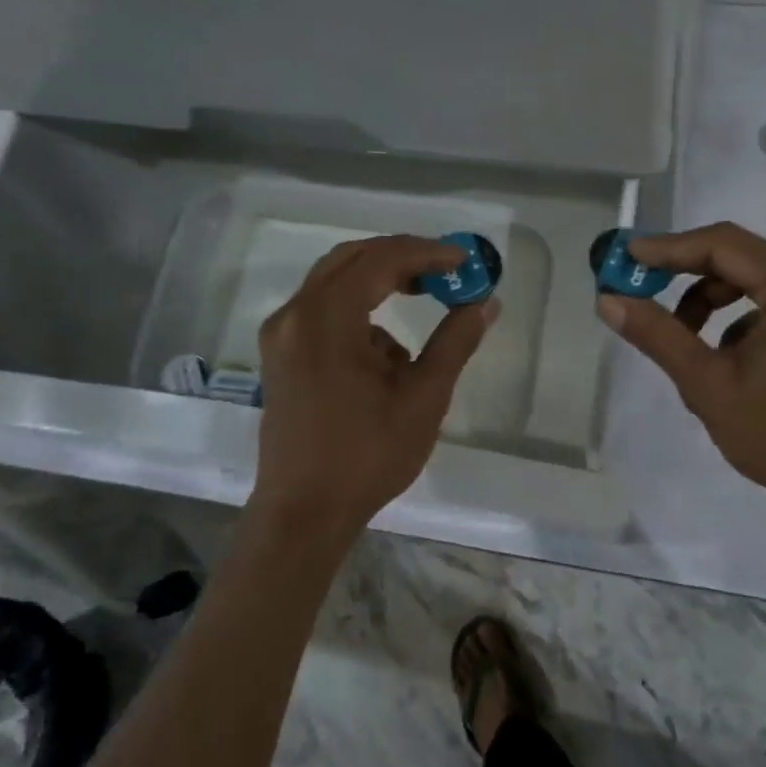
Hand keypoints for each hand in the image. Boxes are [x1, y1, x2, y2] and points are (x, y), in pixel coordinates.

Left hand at [253, 234, 493, 538]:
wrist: (304, 514)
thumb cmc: (367, 456)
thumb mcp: (424, 397)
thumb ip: (455, 341)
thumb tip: (485, 302)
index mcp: (326, 319)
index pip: (381, 259)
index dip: (427, 252)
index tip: (465, 261)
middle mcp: (294, 315)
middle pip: (352, 259)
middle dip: (402, 258)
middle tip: (445, 271)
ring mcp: (281, 335)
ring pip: (335, 282)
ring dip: (381, 283)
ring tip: (424, 303)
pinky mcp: (280, 355)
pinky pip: (323, 310)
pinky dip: (360, 313)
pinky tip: (387, 354)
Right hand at [595, 222, 765, 521]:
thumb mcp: (708, 385)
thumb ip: (658, 335)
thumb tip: (608, 300)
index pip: (723, 244)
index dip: (668, 248)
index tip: (626, 258)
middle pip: (741, 258)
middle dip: (688, 277)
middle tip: (643, 295)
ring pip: (758, 280)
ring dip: (714, 301)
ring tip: (686, 342)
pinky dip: (744, 319)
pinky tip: (728, 360)